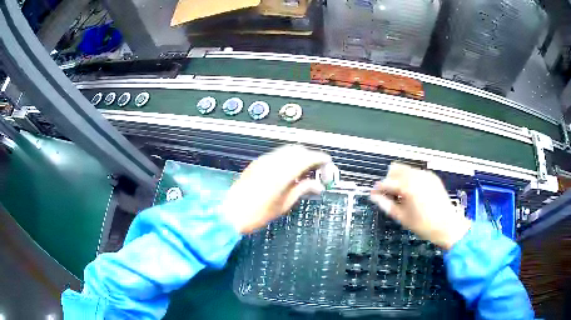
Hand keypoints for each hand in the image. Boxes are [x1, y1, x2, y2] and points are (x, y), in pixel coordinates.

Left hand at [221, 145, 331, 233]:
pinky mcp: (257, 163)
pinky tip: (289, 172)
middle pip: (298, 150)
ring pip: (287, 151)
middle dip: (310, 156)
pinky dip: (288, 159)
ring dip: (299, 157)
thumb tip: (318, 186)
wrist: (231, 213)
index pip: (308, 157)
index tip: (328, 163)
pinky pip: (277, 155)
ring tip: (305, 172)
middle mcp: (274, 161)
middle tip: (318, 170)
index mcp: (283, 171)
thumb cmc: (258, 213)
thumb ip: (302, 189)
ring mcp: (264, 160)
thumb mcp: (284, 204)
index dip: (321, 159)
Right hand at [370, 163, 470, 249]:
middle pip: (396, 169)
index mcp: (408, 186)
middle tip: (388, 194)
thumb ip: (386, 205)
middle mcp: (417, 175)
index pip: (387, 182)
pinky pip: (417, 173)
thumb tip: (374, 197)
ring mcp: (426, 174)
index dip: (378, 188)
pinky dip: (410, 179)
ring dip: (399, 178)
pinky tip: (412, 192)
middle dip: (389, 180)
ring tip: (400, 194)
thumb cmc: (423, 225)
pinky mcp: (432, 177)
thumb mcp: (402, 217)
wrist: (447, 225)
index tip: (373, 194)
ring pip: (406, 169)